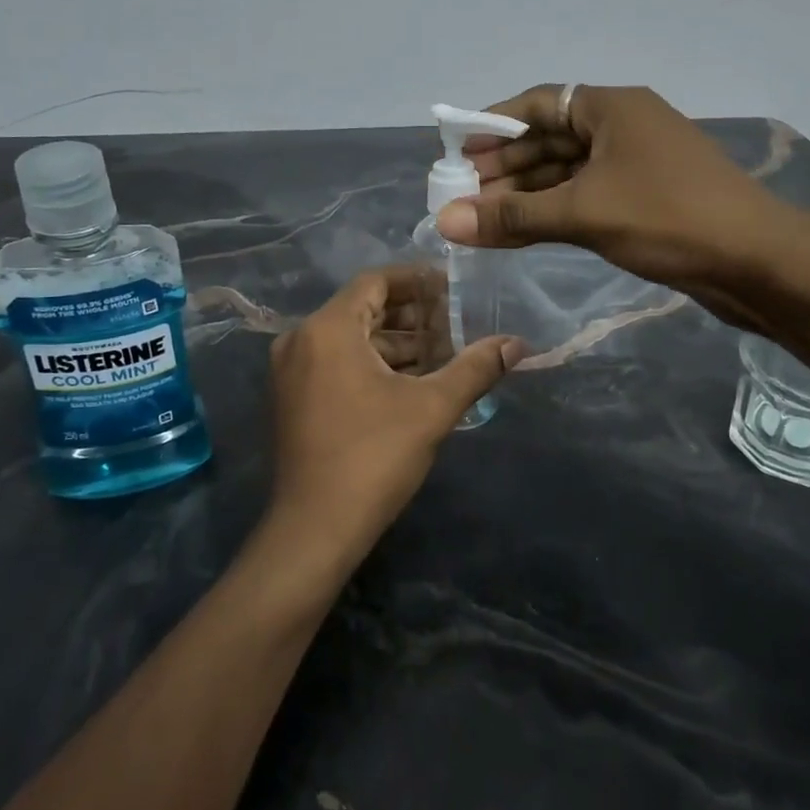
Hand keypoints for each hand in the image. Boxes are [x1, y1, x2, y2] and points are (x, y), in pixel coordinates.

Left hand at [266, 266, 523, 570]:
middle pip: (363, 310)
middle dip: (411, 316)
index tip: (452, 287)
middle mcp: (301, 340)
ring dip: (395, 344)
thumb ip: (475, 368)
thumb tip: (517, 344)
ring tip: (443, 354)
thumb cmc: (373, 457)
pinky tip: (411, 382)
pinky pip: (337, 363)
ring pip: (351, 339)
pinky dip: (373, 364)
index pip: (375, 282)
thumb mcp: (432, 408)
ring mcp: (292, 371)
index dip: (416, 280)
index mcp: (327, 329)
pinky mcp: (293, 398)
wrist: (314, 529)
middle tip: (455, 322)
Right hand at [435, 84, 809, 326]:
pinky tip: (522, 231)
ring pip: (567, 171)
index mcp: (611, 107)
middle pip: (549, 138)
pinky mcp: (646, 198)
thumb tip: (444, 222)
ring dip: (526, 193)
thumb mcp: (583, 213)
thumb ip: (512, 217)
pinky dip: (553, 211)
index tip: (456, 153)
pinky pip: (586, 195)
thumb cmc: (668, 219)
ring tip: (481, 219)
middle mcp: (622, 126)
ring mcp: (636, 163)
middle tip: (461, 195)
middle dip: (505, 167)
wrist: (757, 262)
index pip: (537, 103)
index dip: (493, 126)